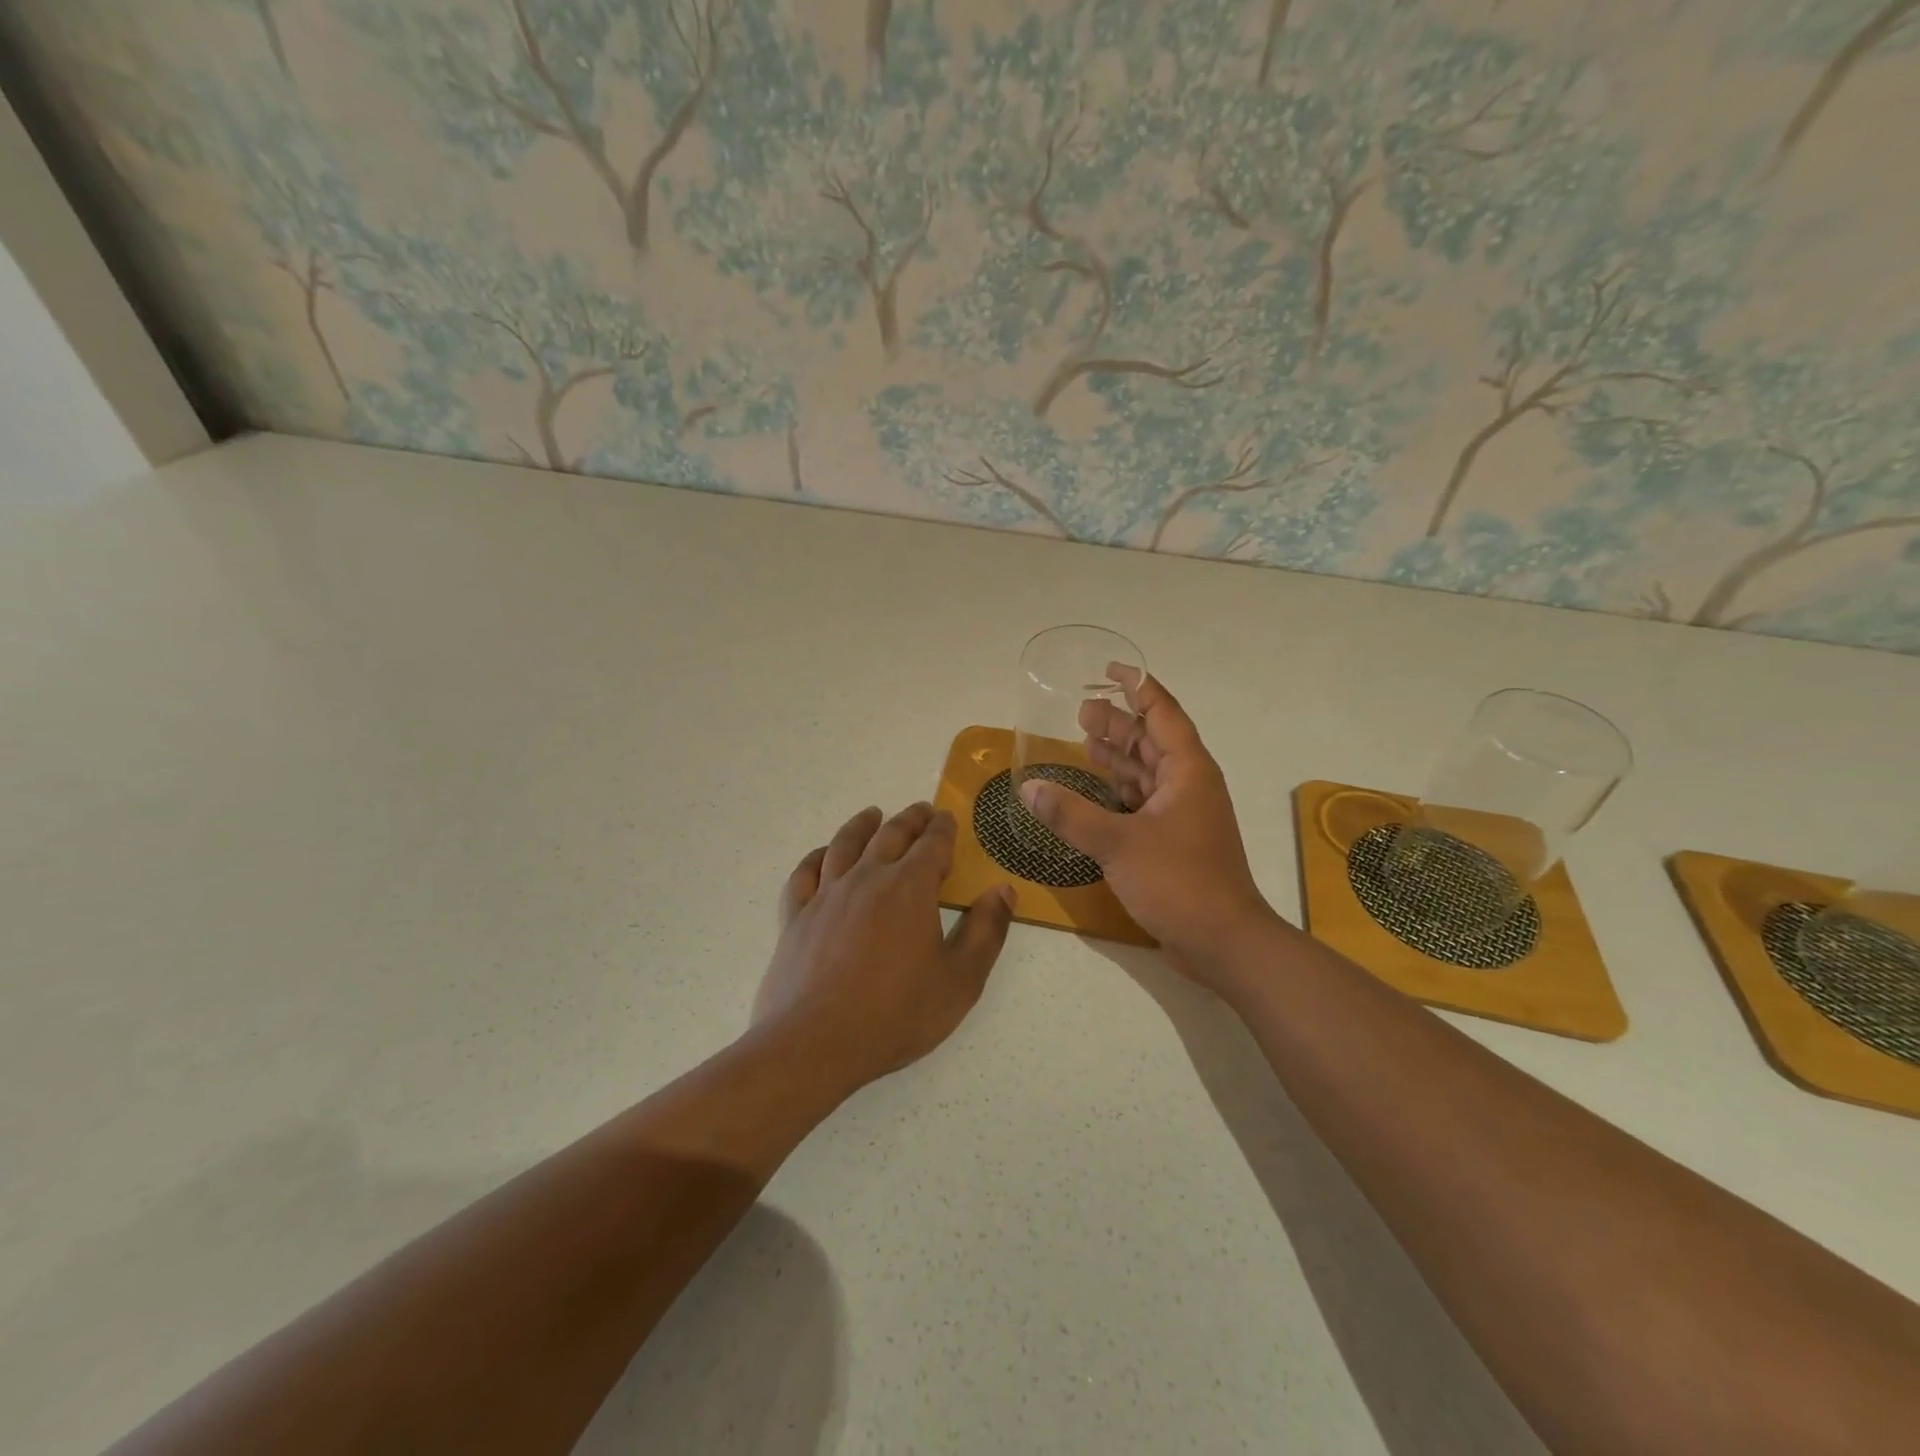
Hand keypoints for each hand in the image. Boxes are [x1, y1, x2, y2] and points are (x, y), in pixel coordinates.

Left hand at [754, 803, 1014, 1092]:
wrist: (815, 1044)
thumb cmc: (895, 1014)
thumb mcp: (960, 980)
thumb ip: (986, 931)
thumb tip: (1003, 890)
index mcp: (910, 889)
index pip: (932, 845)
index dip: (943, 829)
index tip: (947, 818)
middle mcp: (867, 879)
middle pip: (890, 836)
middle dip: (910, 820)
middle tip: (920, 810)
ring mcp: (826, 895)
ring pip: (845, 844)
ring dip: (862, 825)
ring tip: (872, 814)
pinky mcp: (796, 916)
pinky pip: (805, 873)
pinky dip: (816, 857)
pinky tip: (822, 855)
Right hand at [1019, 670, 1281, 982]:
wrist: (1223, 941)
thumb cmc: (1178, 881)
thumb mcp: (1118, 844)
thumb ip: (1070, 814)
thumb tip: (1030, 789)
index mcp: (1186, 770)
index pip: (1162, 712)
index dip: (1138, 686)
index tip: (1110, 669)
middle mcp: (1188, 784)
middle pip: (1151, 740)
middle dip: (1118, 722)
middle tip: (1080, 711)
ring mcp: (1183, 814)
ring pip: (1147, 772)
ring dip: (1117, 756)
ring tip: (1083, 740)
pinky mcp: (1174, 841)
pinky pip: (1143, 801)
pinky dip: (1118, 791)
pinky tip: (1094, 791)